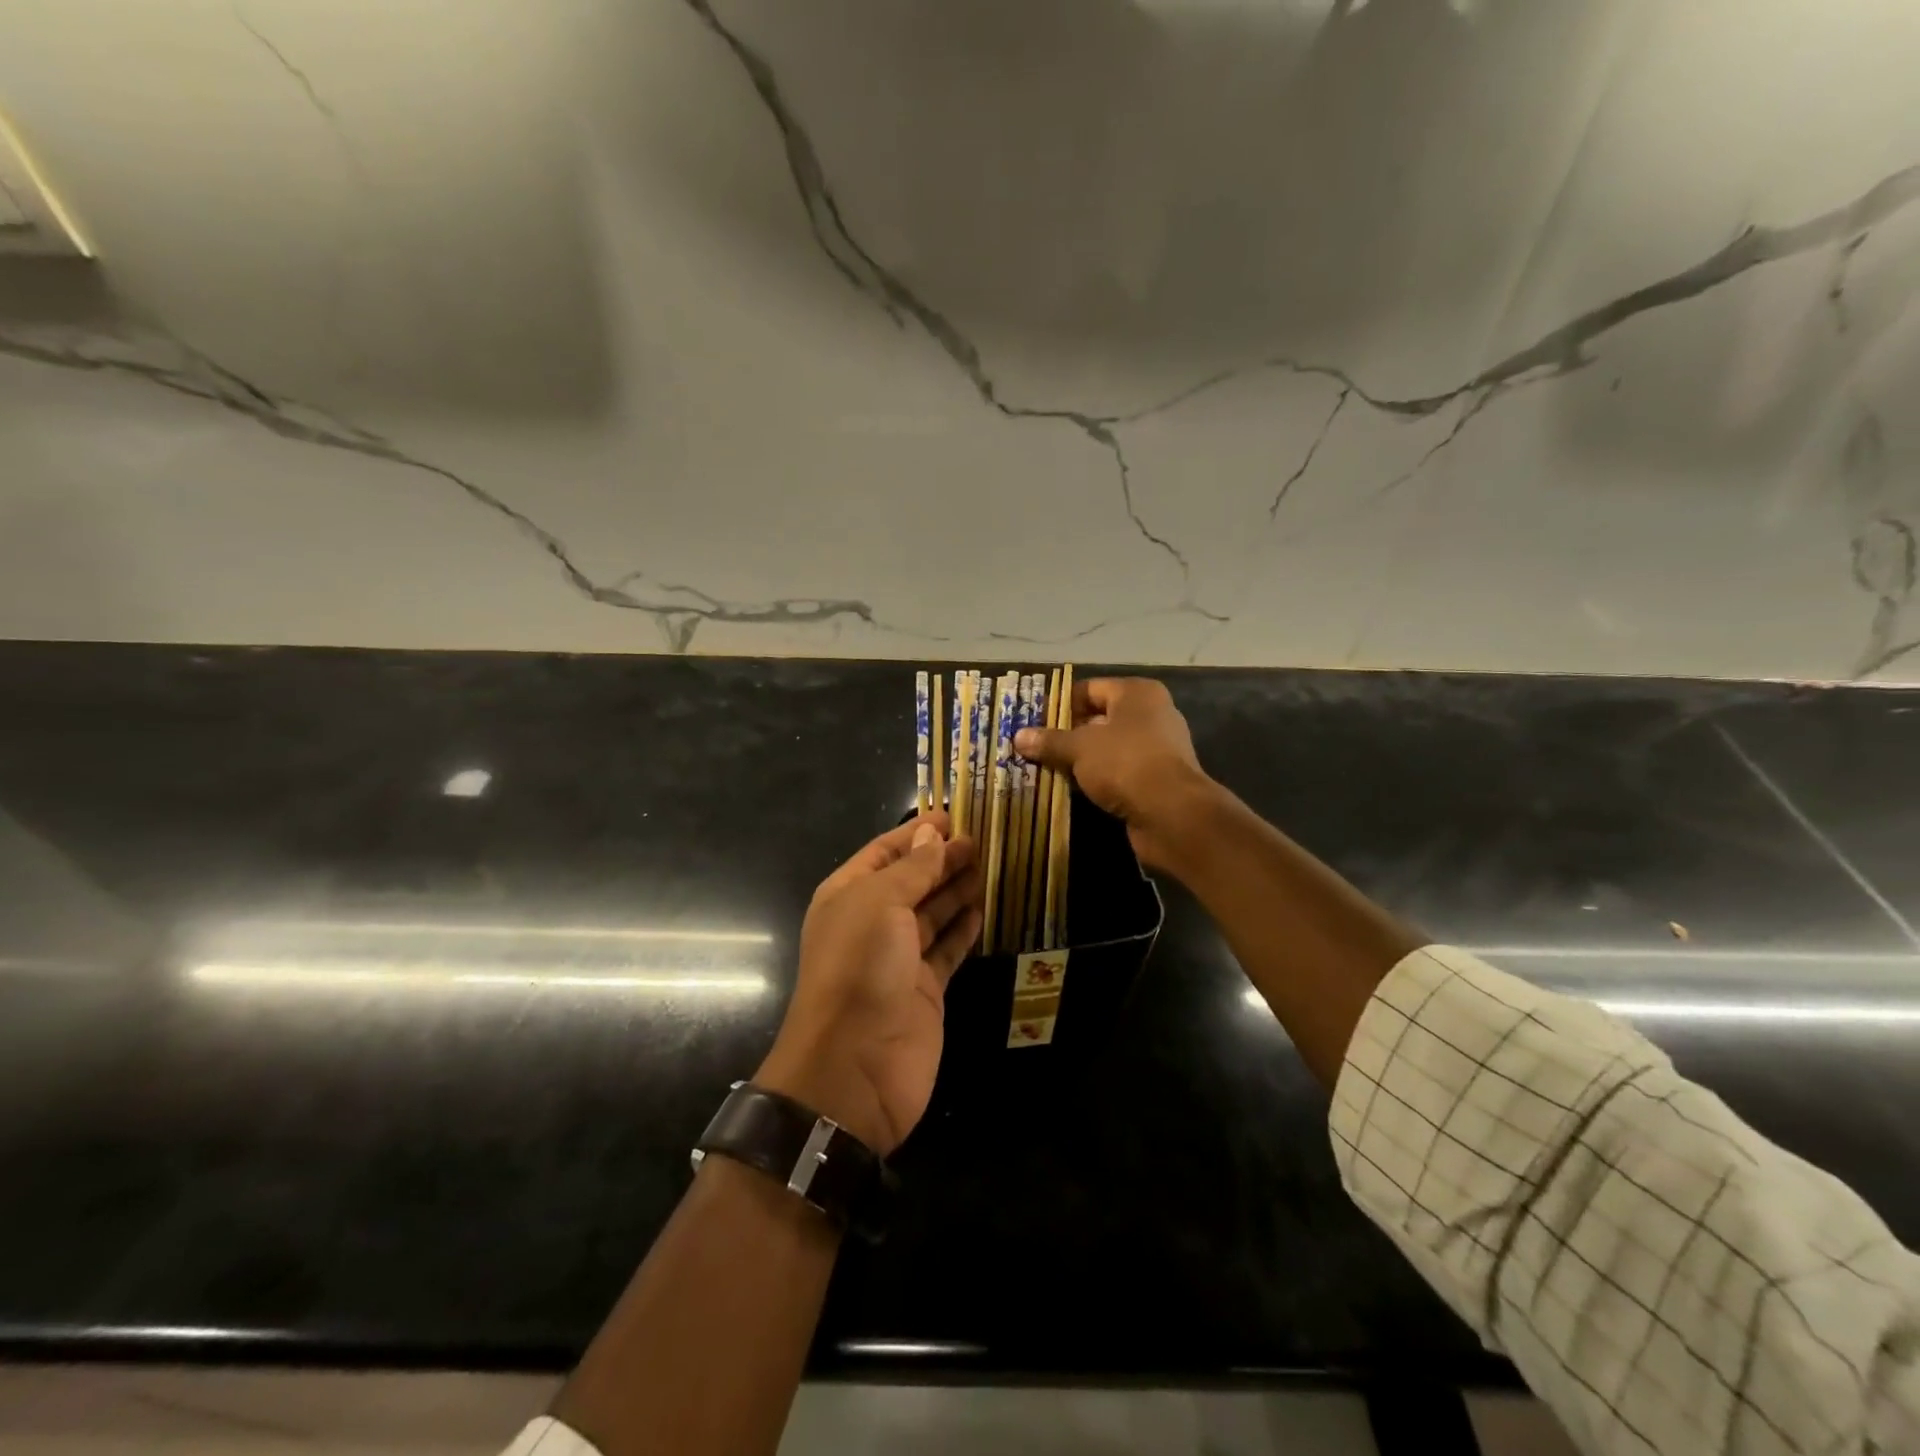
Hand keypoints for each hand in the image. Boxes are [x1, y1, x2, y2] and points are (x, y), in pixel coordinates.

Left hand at [757, 814, 981, 1156]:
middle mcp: (872, 922)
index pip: (884, 851)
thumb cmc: (860, 967)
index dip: (917, 832)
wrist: (854, 1065)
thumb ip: (912, 868)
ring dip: (958, 889)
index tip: (955, 814)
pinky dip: (965, 929)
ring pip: (934, 913)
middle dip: (943, 858)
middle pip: (912, 880)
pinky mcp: (926, 988)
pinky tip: (985, 908)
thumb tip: (933, 833)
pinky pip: (948, 949)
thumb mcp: (880, 903)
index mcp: (849, 894)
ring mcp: (899, 958)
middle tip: (983, 838)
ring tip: (991, 865)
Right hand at [1014, 677, 1216, 871]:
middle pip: (1099, 718)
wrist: (1173, 813)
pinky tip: (1073, 789)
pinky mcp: (1157, 779)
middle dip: (1067, 733)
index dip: (1060, 704)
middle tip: (1035, 747)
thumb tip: (1018, 736)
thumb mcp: (1079, 748)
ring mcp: (1157, 748)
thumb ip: (1050, 741)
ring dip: (1081, 759)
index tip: (1032, 722)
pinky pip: (1118, 771)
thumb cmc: (1125, 763)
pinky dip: (1097, 778)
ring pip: (1108, 748)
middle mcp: (1151, 714)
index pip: (1089, 689)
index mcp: (1137, 694)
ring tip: (1047, 768)